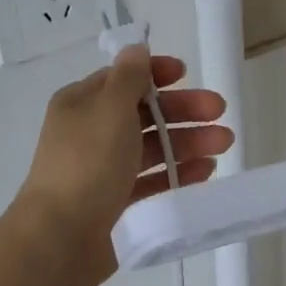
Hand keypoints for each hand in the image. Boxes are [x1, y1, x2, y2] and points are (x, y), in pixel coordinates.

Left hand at [16, 46, 231, 279]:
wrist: (62, 236)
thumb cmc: (87, 162)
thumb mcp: (110, 107)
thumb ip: (129, 77)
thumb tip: (136, 49)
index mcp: (82, 104)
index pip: (122, 79)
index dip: (155, 73)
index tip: (185, 74)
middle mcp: (91, 133)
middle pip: (144, 114)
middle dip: (183, 110)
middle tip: (219, 112)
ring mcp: (103, 170)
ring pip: (152, 148)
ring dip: (188, 141)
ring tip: (224, 144)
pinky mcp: (117, 203)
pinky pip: (153, 181)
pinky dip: (178, 173)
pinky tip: (206, 171)